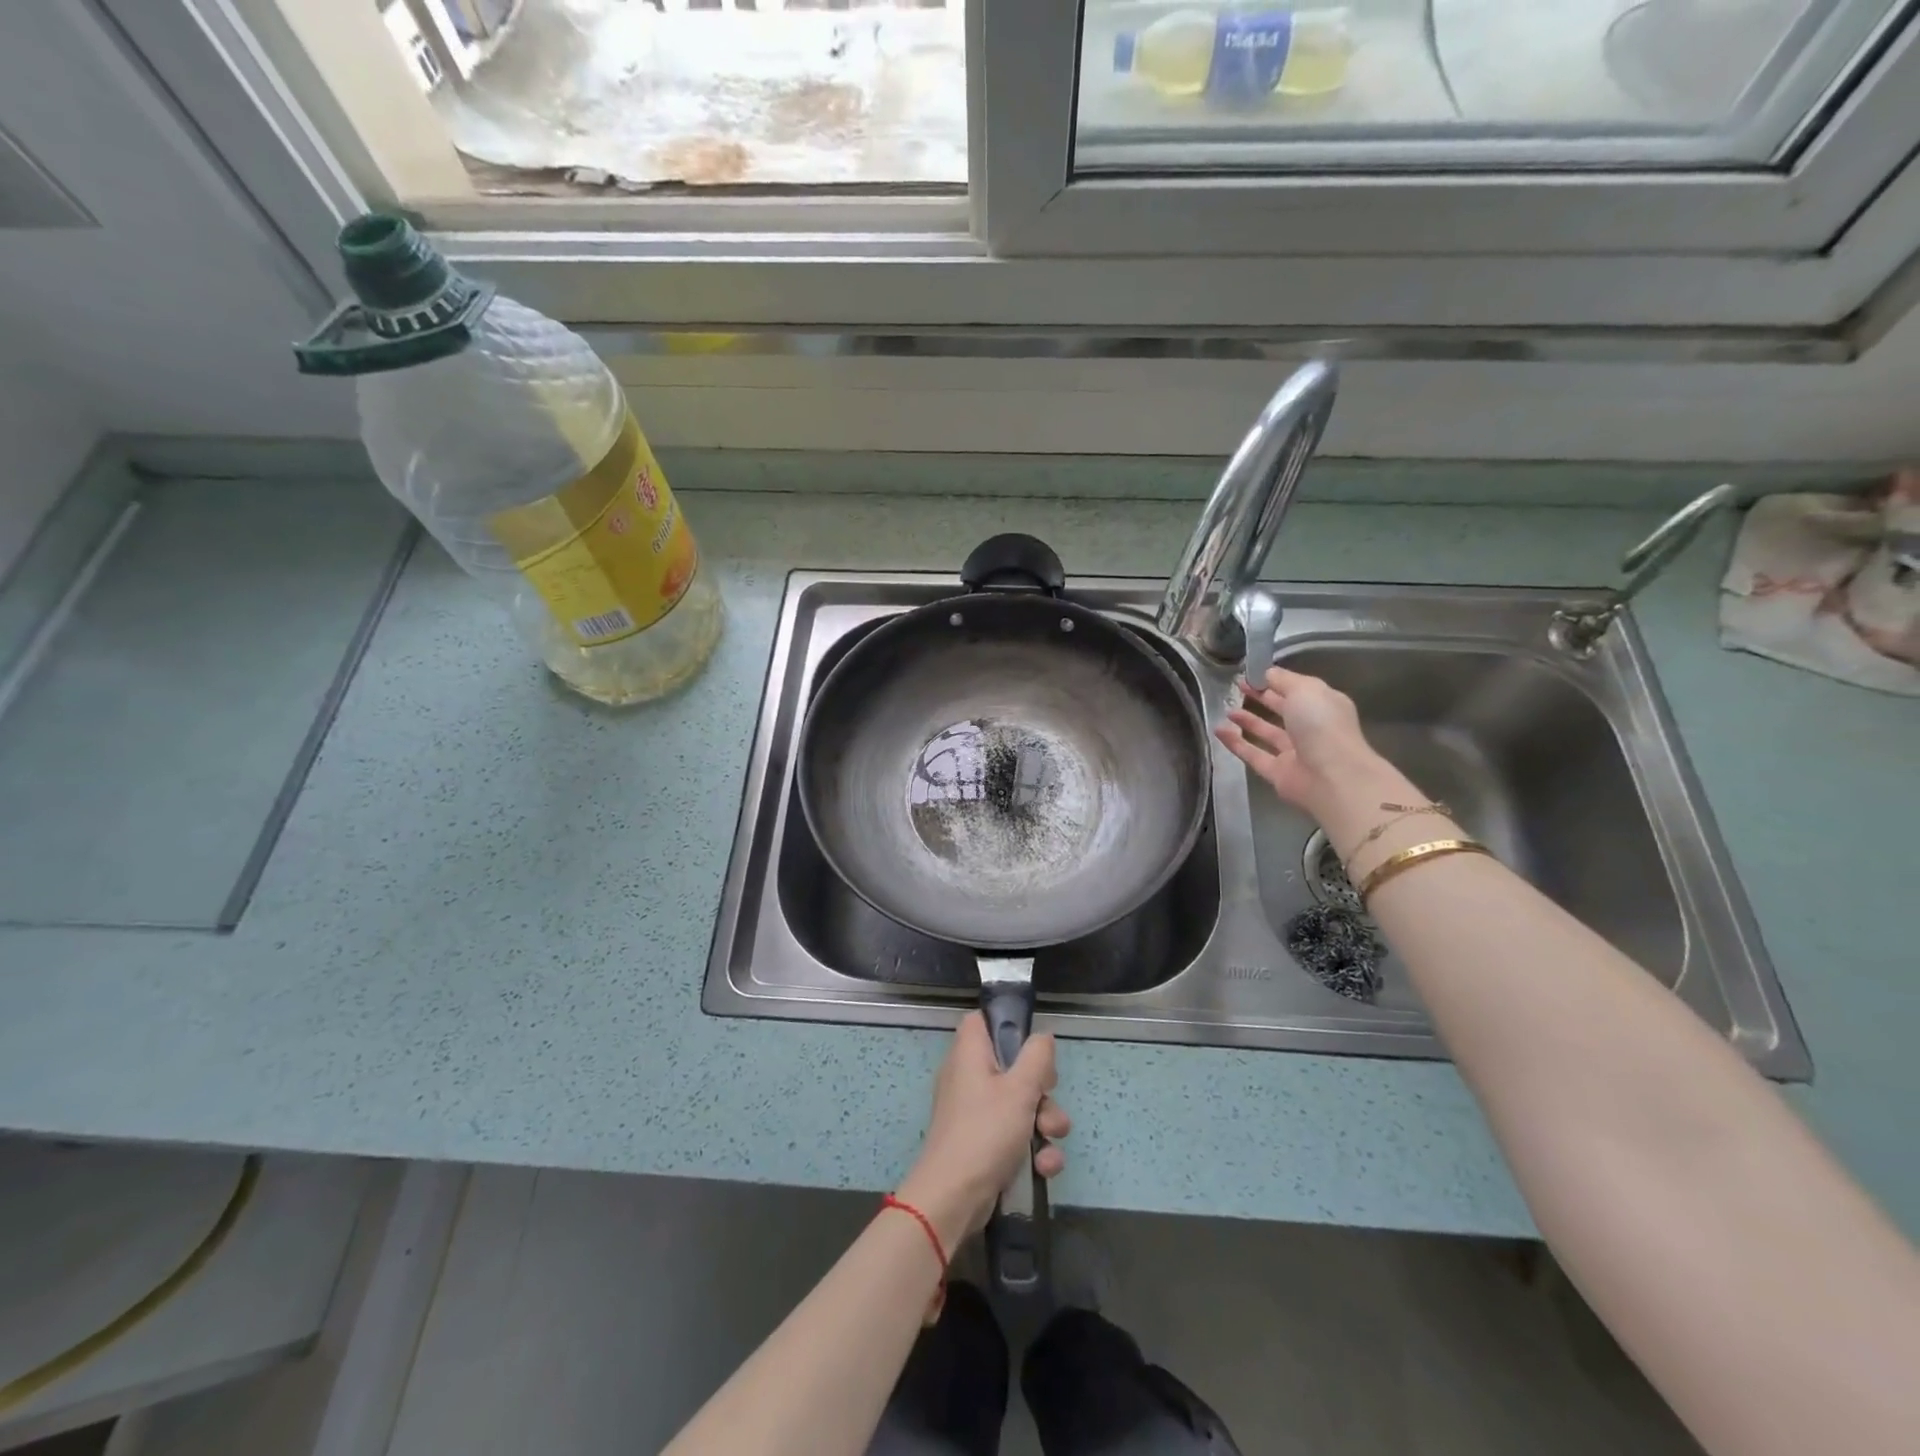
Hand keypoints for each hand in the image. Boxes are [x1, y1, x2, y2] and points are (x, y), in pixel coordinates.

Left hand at [896, 1015, 1070, 1249]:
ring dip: (1044, 1123)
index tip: (1032, 1045)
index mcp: (970, 1053)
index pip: (982, 1020)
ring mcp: (975, 1111)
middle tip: (1047, 1098)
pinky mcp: (982, 1142)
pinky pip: (1014, 1134)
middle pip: (1012, 1065)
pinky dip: (1032, 1148)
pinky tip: (1044, 1168)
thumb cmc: (985, 1132)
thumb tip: (1042, 1037)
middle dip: (1041, 1088)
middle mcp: (969, 1077)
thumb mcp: (1020, 1089)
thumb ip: (1037, 1057)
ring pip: (1020, 1103)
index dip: (1007, 1025)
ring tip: (1051, 1139)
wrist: (953, 1198)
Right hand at [1216, 667, 1422, 847]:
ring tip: (1227, 710)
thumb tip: (1265, 673)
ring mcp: (1294, 752)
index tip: (1251, 673)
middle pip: (1282, 710)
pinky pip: (1253, 754)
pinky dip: (1235, 743)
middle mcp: (1310, 728)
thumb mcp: (1304, 689)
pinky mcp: (1277, 773)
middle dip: (1261, 697)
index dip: (1274, 680)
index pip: (1296, 689)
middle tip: (1237, 687)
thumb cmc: (1321, 725)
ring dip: (1247, 721)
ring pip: (1267, 733)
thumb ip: (1283, 679)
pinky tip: (1218, 731)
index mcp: (1322, 706)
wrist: (1332, 777)